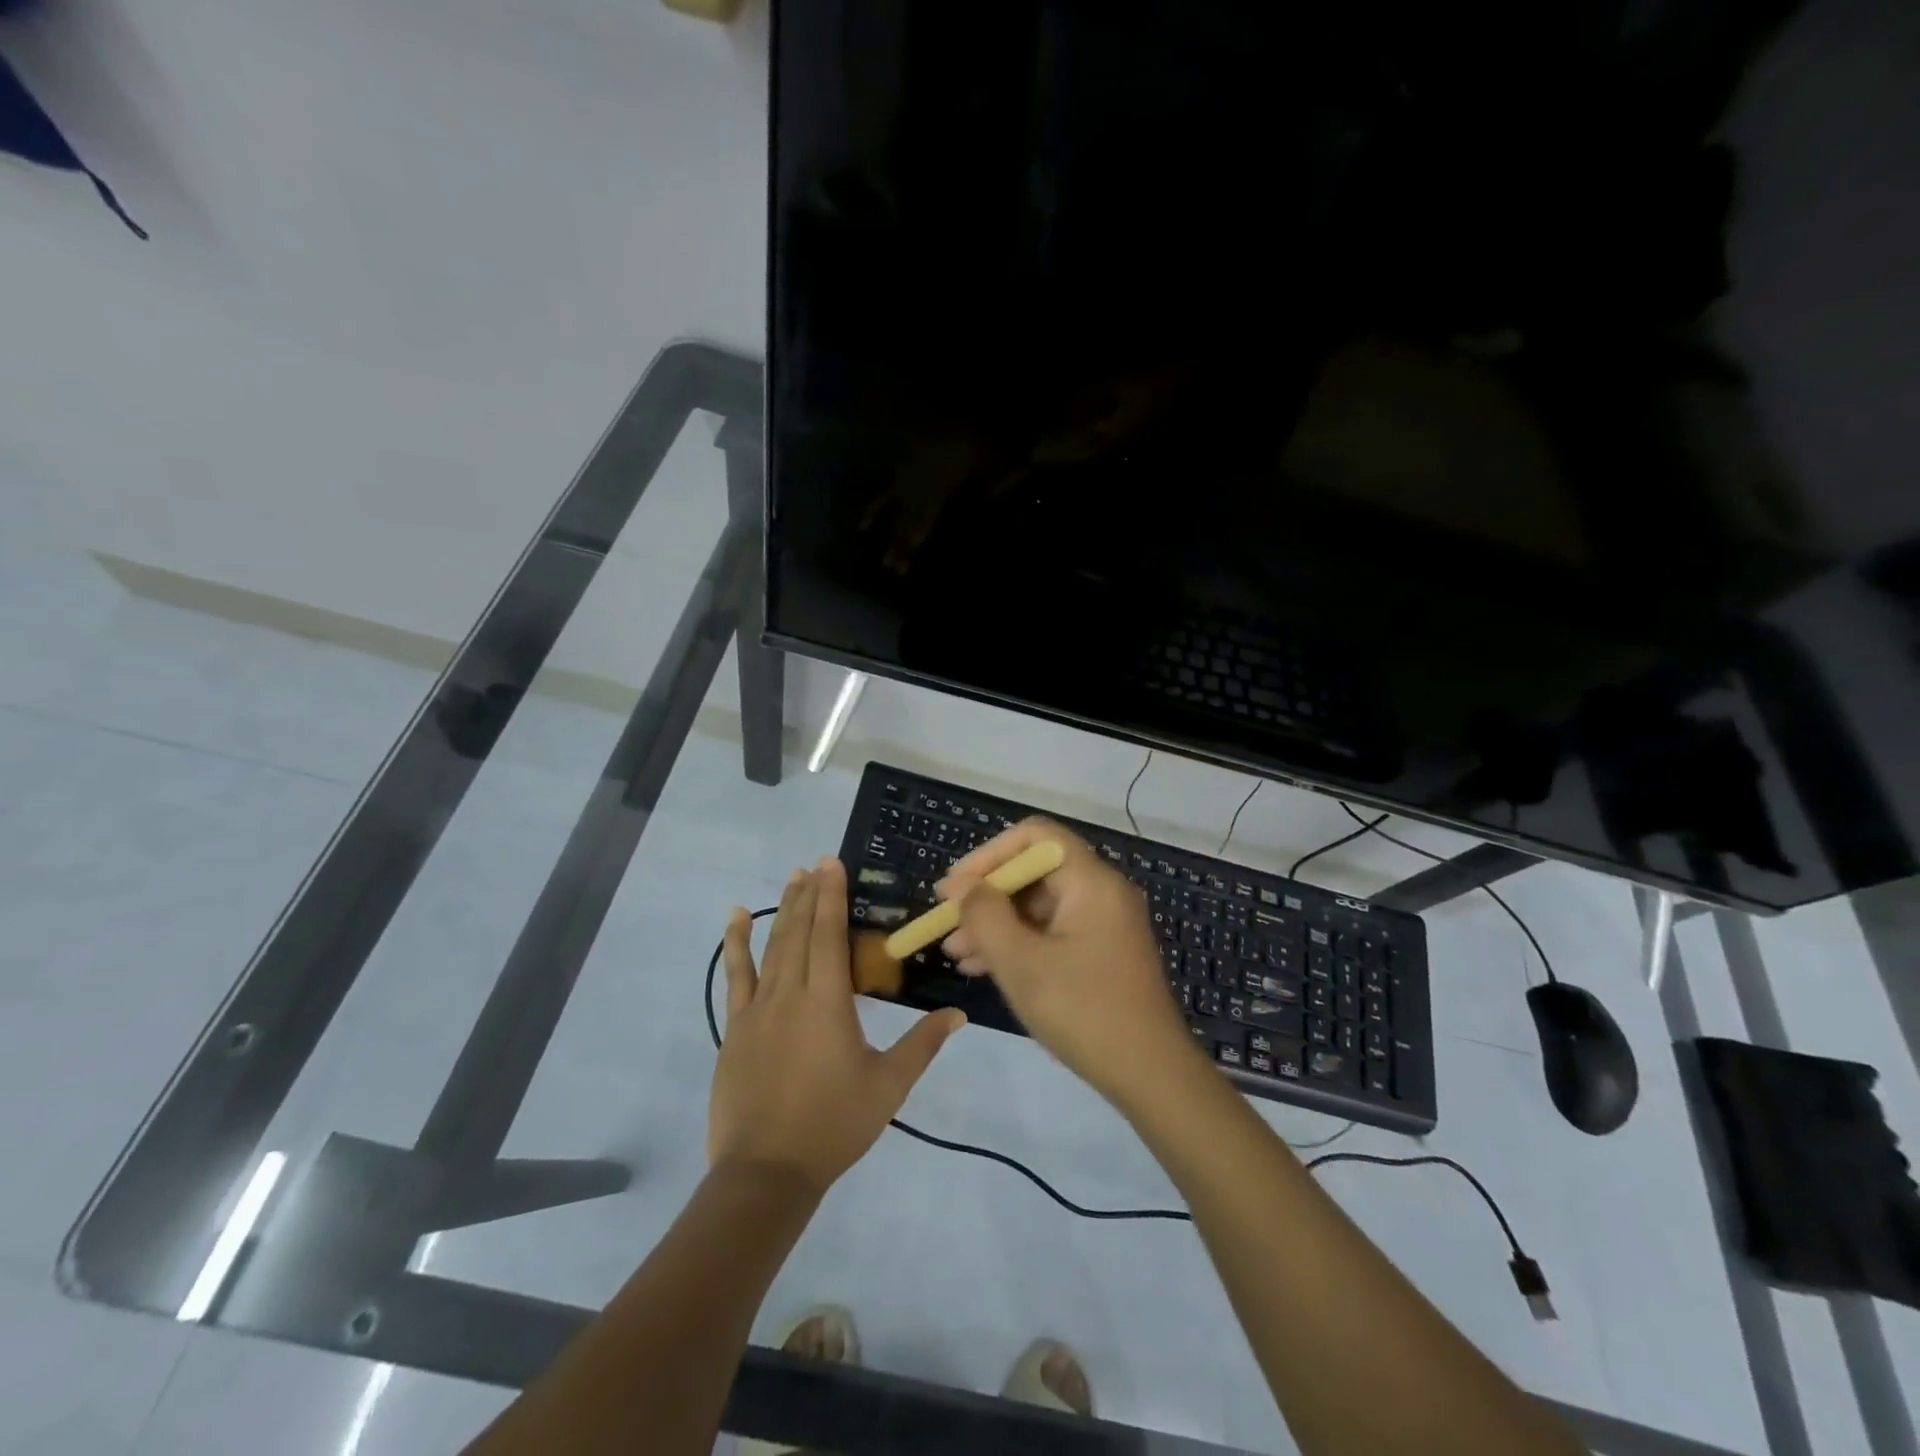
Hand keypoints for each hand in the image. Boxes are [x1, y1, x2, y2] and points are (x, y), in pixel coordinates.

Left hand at [712, 859, 964, 1193]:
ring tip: (792, 878)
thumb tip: (958, 1015)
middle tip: (816, 863)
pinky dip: (737, 943)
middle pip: (800, 931)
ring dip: (784, 909)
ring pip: (772, 946)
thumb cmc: (833, 1125)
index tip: (832, 863)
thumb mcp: (888, 1086)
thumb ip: (922, 1045)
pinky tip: (737, 918)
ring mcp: (758, 1008)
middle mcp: (791, 993)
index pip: (830, 934)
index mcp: (828, 1002)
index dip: (832, 896)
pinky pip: (736, 975)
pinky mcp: (736, 1027)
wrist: (766, 1171)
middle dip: (810, 894)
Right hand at [938, 820, 1199, 1106]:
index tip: (955, 888)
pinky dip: (1018, 943)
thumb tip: (963, 886)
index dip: (988, 854)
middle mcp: (1101, 892)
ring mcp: (1104, 923)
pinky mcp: (1102, 952)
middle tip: (947, 923)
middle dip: (986, 895)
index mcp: (1091, 881)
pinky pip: (1052, 931)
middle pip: (1034, 872)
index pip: (1034, 837)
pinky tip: (983, 967)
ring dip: (996, 923)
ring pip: (1039, 906)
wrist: (1151, 1075)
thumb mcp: (1021, 963)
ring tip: (955, 953)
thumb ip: (985, 915)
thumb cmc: (1083, 1011)